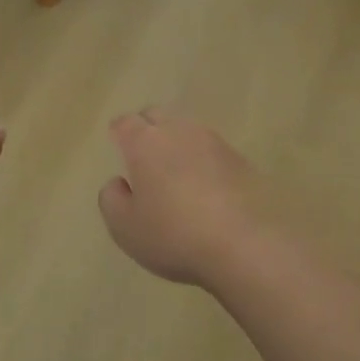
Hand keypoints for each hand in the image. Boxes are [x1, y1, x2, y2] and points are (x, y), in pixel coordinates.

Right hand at [99, 107, 266, 286]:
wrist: (246, 244)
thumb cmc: (174, 235)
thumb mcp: (125, 227)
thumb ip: (112, 200)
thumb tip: (119, 183)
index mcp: (145, 143)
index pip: (125, 123)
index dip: (119, 133)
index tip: (117, 144)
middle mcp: (180, 132)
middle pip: (157, 116)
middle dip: (147, 128)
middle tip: (143, 154)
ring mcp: (215, 143)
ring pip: (188, 130)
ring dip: (177, 143)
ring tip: (174, 171)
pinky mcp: (242, 160)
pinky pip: (213, 151)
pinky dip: (203, 161)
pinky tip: (204, 186)